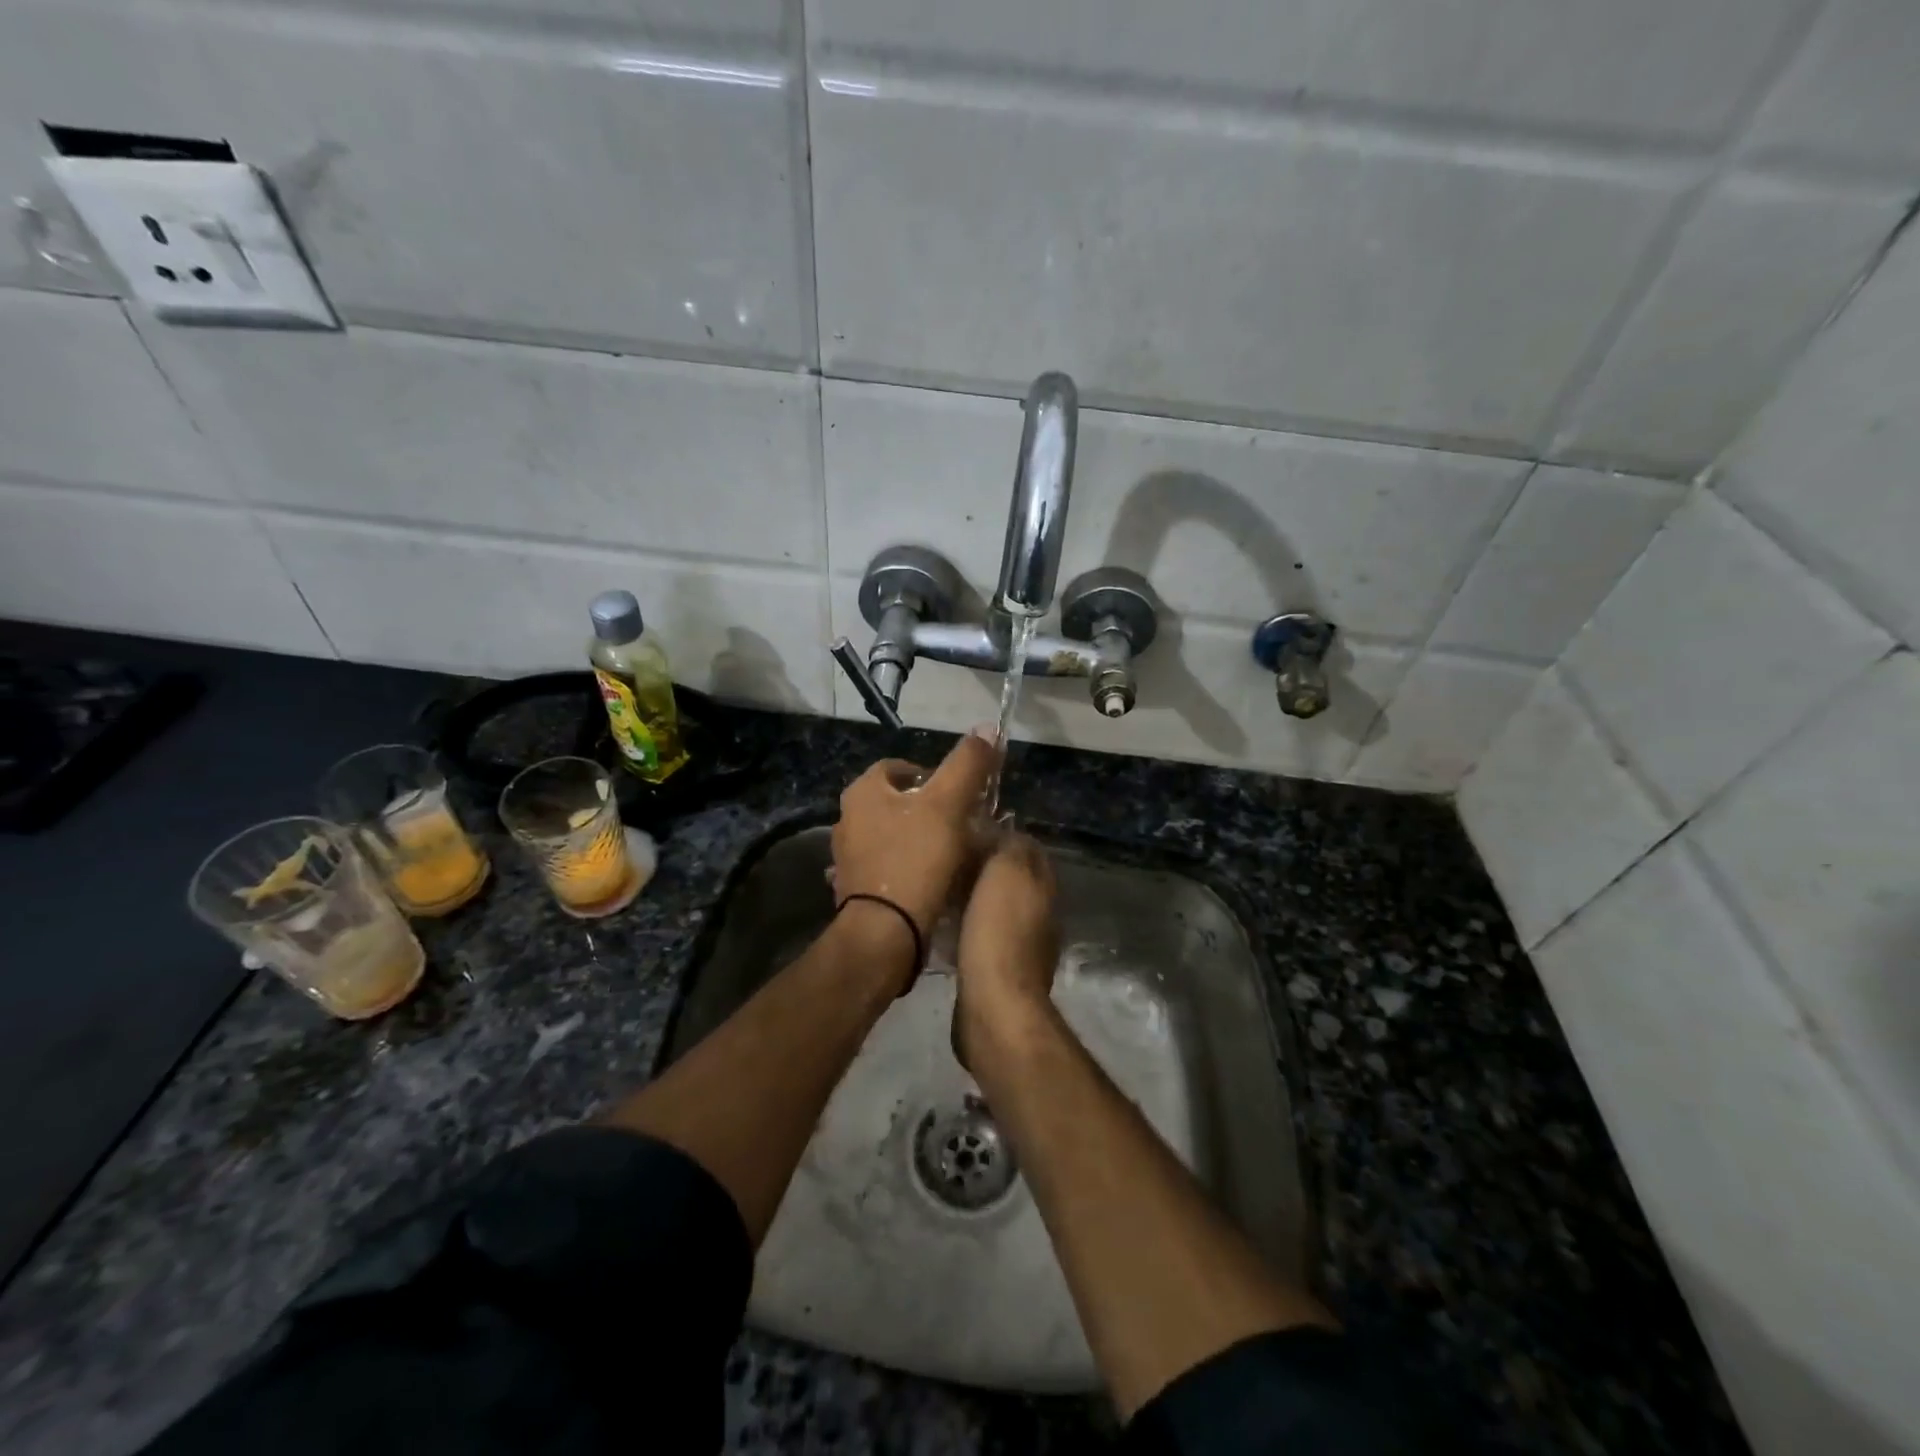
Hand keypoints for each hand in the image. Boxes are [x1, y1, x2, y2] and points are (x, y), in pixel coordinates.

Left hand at [832, 730, 996, 950]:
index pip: (900, 767)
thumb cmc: (916, 859)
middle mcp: (847, 820)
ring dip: (920, 841)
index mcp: (863, 792)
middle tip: (963, 824)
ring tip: (953, 855)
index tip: (961, 794)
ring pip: (893, 837)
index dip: (934, 775)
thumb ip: (968, 764)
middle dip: (930, 810)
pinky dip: (909, 870)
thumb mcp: (949, 804)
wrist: (885, 933)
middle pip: (898, 803)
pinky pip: (888, 869)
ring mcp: (848, 857)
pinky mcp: (855, 890)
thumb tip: (987, 728)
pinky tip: (932, 883)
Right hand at [954, 831, 1058, 1069]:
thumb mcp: (1006, 872)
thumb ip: (1009, 846)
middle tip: (948, 858)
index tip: (967, 828)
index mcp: (1043, 888)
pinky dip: (965, 928)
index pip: (1027, 848)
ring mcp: (1022, 947)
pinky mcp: (1000, 973)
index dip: (1000, 835)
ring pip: (995, 909)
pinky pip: (982, 938)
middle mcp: (1040, 915)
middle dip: (983, 867)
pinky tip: (942, 928)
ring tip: (939, 889)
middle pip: (1011, 879)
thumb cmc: (998, 932)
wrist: (994, 1005)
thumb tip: (1001, 831)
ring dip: (972, 899)